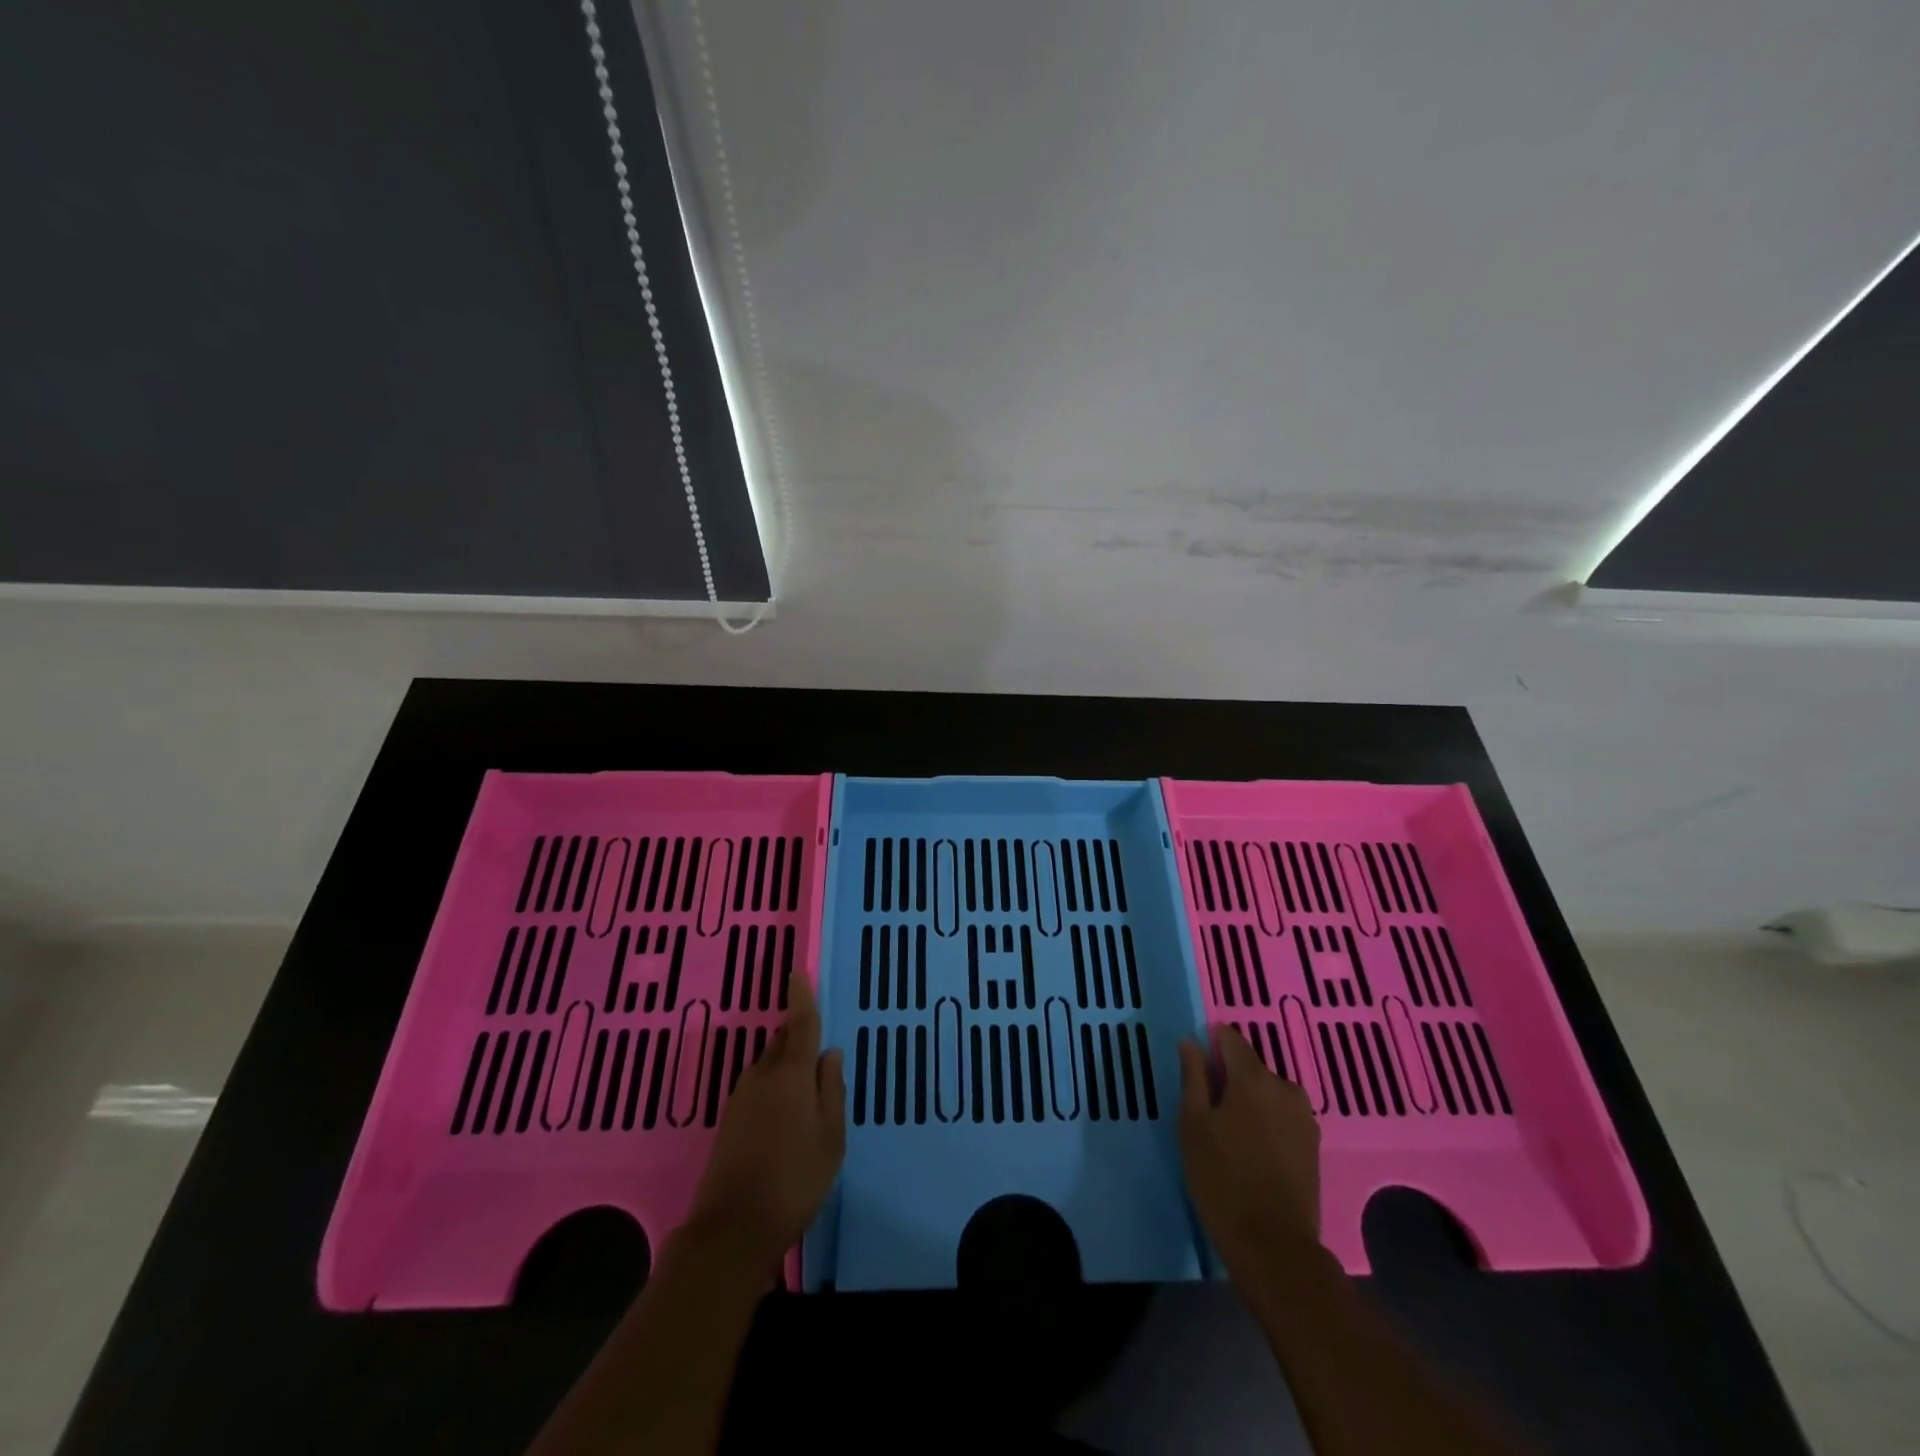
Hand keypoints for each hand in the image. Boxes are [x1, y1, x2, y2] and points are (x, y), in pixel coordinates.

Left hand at [685, 971, 845, 1268]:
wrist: (732, 1230)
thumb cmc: (794, 1180)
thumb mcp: (830, 1138)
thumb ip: (831, 1089)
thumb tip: (829, 1052)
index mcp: (790, 1074)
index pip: (800, 1023)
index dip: (801, 996)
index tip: (798, 971)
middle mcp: (762, 1076)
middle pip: (783, 1041)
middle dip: (799, 1036)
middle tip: (821, 1050)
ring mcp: (741, 1097)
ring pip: (770, 1065)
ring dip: (788, 1065)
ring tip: (810, 1090)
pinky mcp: (730, 1119)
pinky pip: (760, 1086)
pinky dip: (776, 1086)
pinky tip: (787, 1114)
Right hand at [1178, 1024, 1321, 1279]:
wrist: (1274, 1247)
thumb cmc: (1222, 1179)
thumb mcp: (1193, 1124)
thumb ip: (1193, 1077)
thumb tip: (1191, 1041)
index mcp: (1253, 1077)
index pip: (1230, 1038)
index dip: (1210, 1046)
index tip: (1195, 1071)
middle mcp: (1285, 1087)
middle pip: (1250, 1066)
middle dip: (1229, 1079)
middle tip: (1207, 1113)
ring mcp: (1304, 1117)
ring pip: (1267, 1093)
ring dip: (1248, 1102)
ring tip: (1229, 1136)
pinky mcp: (1313, 1144)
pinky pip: (1281, 1117)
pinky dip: (1265, 1123)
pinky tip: (1252, 1152)